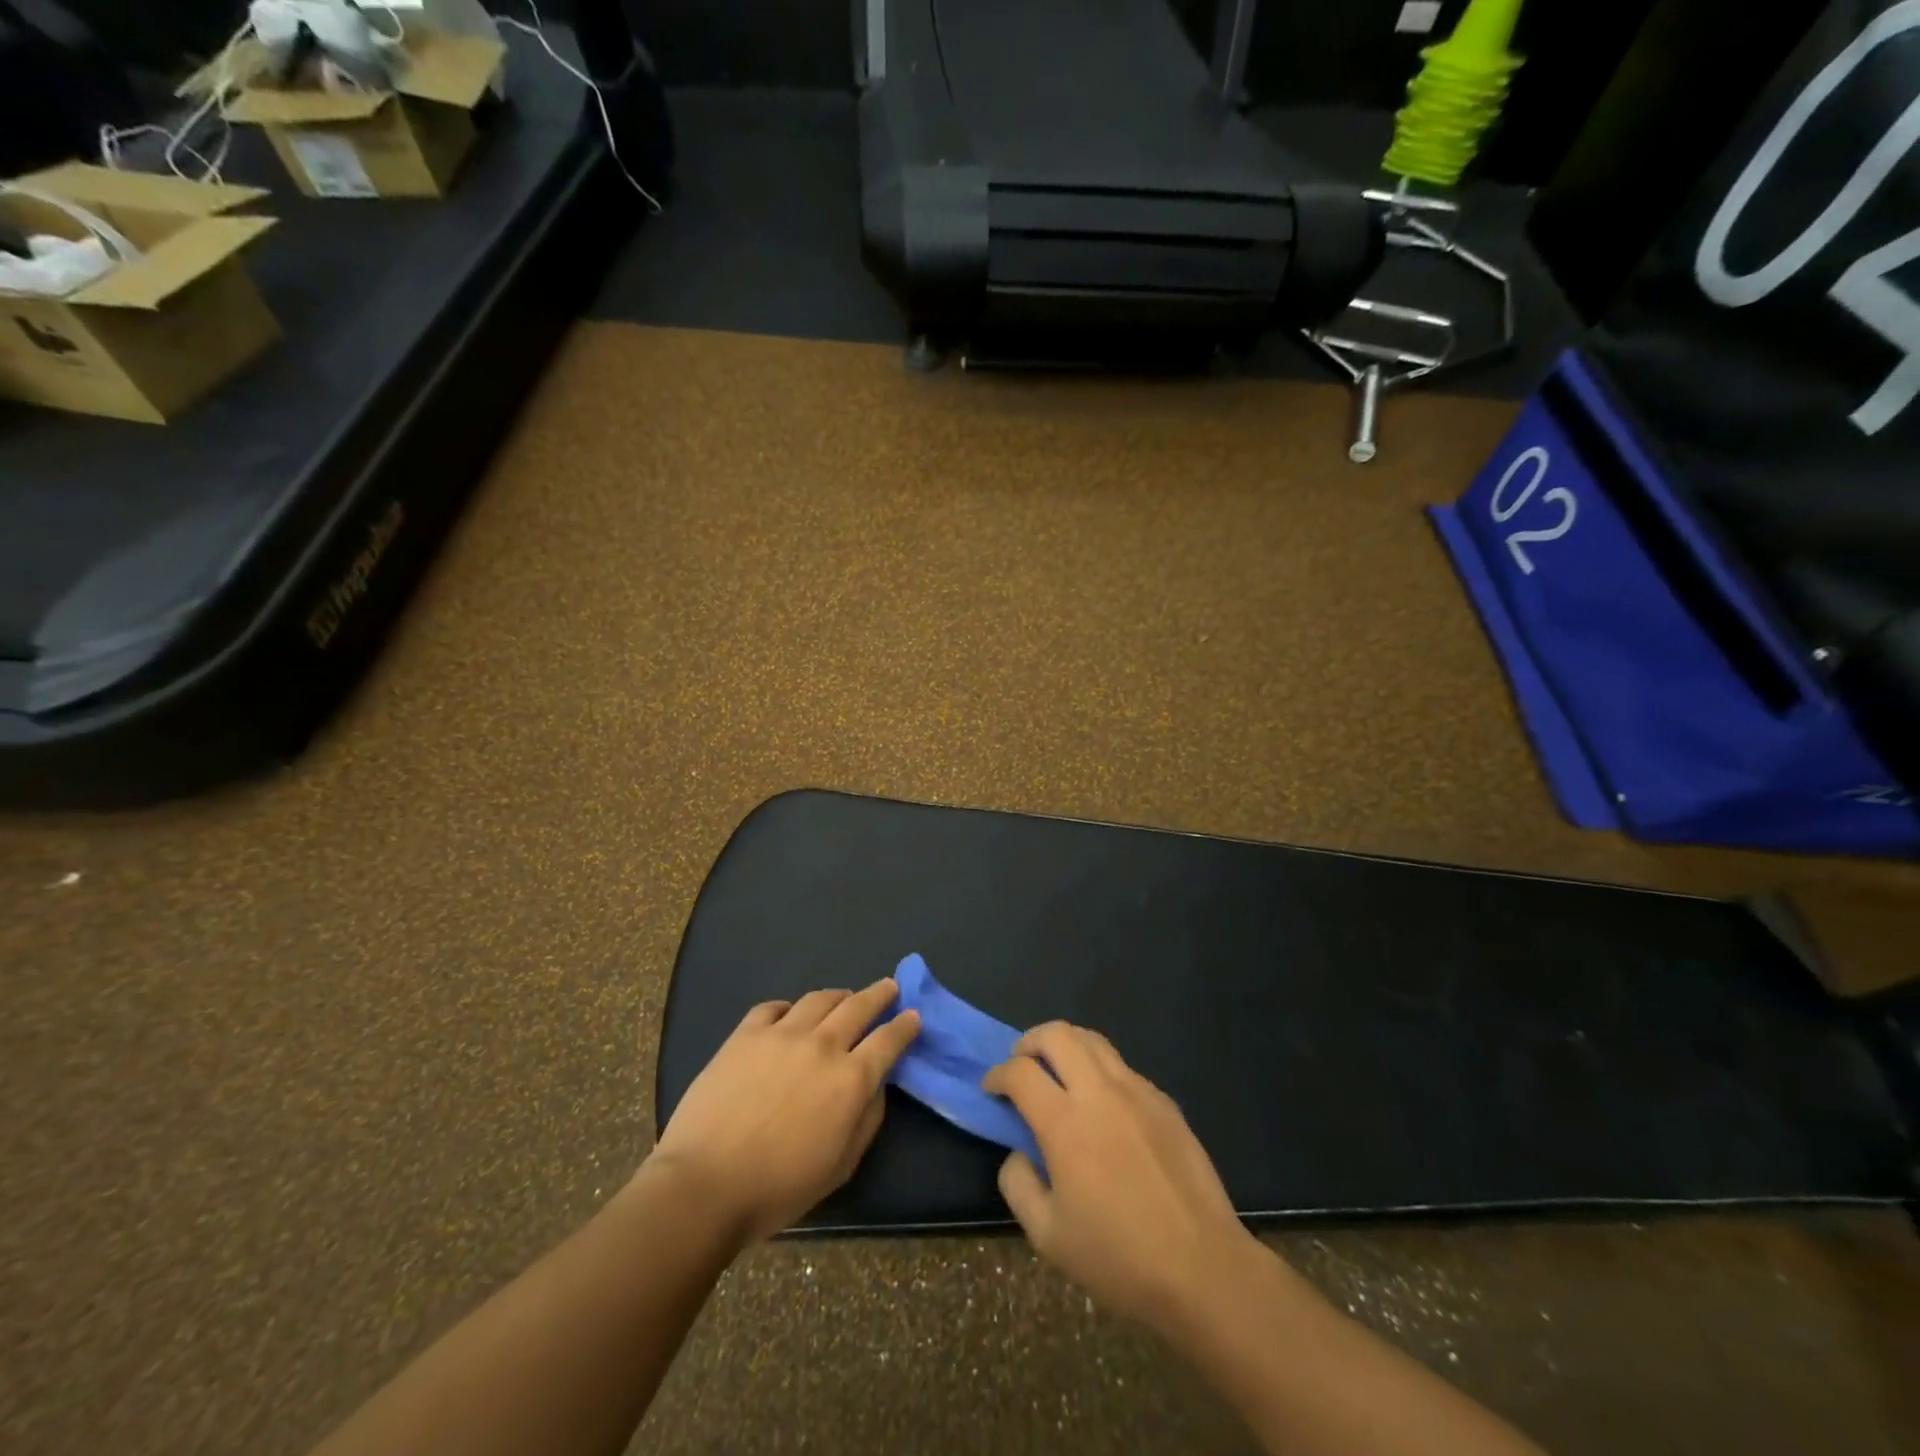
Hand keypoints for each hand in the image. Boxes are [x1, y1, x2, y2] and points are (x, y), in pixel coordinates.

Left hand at [645, 979, 920, 1243]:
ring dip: (839, 996)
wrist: (704, 1185)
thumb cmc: (778, 1188)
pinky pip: (774, 1007)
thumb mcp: (841, 1166)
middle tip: (889, 987)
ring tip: (844, 997)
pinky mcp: (745, 1034)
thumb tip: (876, 1085)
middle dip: (880, 994)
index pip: (888, 1040)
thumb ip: (867, 1119)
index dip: (905, 1025)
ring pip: (819, 999)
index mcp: (850, 1079)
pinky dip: (790, 1007)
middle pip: (859, 1006)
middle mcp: (822, 1045)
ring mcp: (781, 1034)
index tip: (913, 1016)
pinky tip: (790, 1014)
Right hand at [983, 1022, 1263, 1335]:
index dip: (997, 1074)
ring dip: (1066, 1046)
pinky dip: (1099, 1070)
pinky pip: (1122, 1066)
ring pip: (1093, 1040)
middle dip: (1029, 1042)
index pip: (1020, 1072)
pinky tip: (1102, 1105)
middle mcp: (1099, 1092)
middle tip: (1021, 1066)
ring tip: (1058, 1073)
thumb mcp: (1048, 1237)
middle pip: (1057, 1034)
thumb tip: (1017, 1153)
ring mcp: (1137, 1091)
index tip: (991, 1089)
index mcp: (1065, 1123)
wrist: (1203, 1269)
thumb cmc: (1119, 1258)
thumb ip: (1018, 1185)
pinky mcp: (1164, 1101)